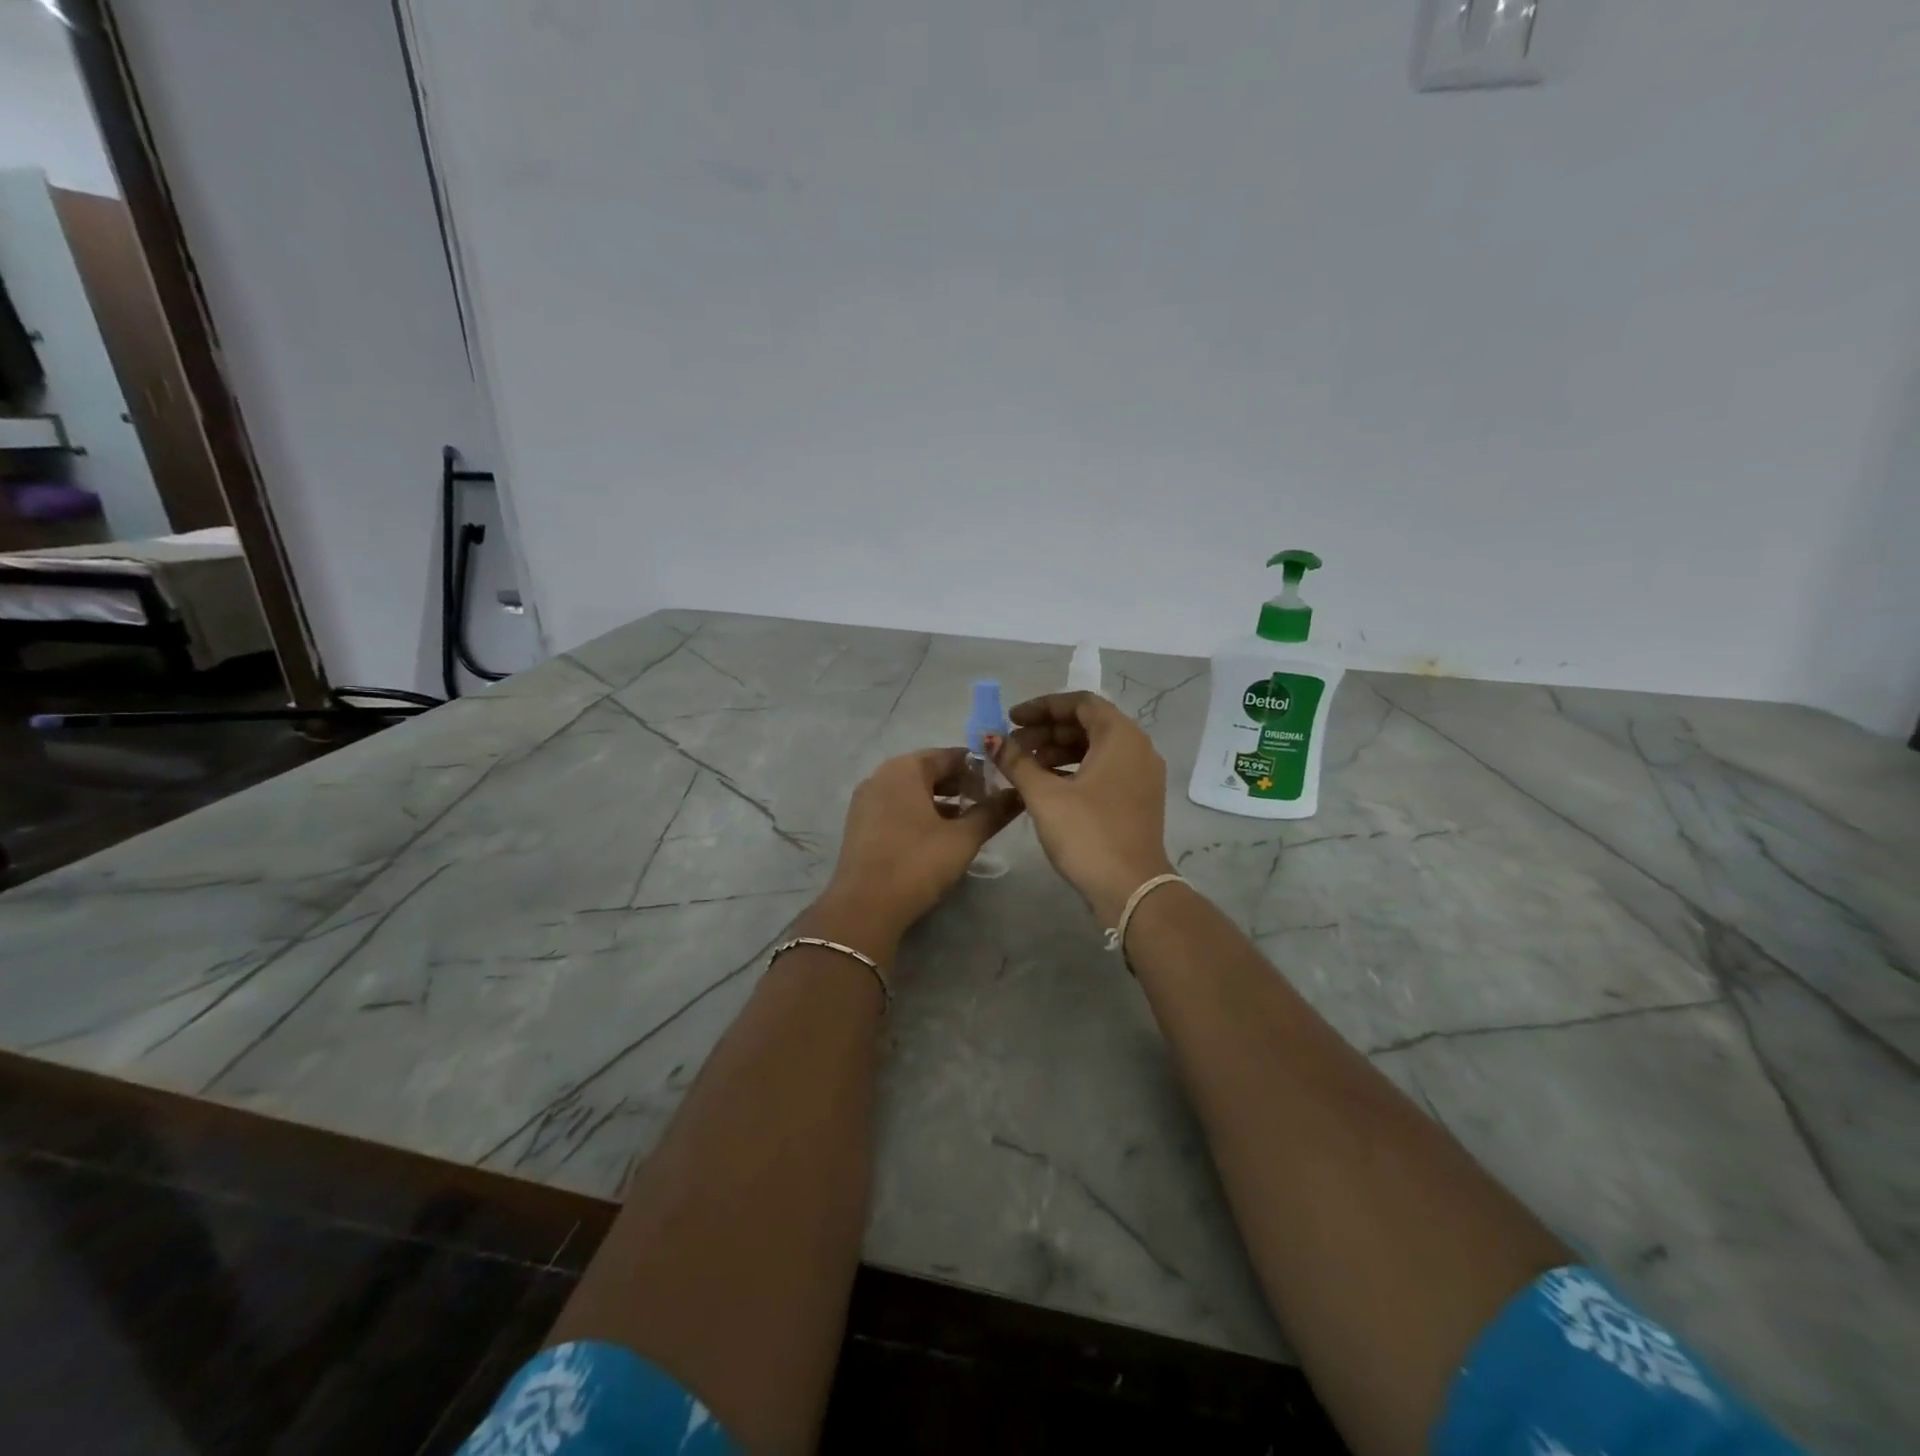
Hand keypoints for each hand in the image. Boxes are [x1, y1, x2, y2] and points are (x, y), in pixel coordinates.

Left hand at [821, 748, 1021, 951]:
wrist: (864, 908)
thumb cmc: (917, 863)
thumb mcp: (963, 838)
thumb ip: (992, 812)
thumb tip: (1019, 795)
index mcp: (904, 768)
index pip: (950, 755)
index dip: (979, 768)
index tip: (1001, 786)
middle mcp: (881, 776)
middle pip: (929, 771)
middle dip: (960, 785)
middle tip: (988, 805)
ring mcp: (866, 800)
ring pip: (912, 791)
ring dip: (941, 801)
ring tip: (968, 822)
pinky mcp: (859, 824)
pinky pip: (896, 807)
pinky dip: (919, 814)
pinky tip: (938, 837)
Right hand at [992, 692, 1175, 925]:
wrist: (1130, 889)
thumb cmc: (1087, 833)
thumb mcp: (1044, 795)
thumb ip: (1016, 762)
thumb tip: (992, 739)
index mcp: (1121, 736)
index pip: (1080, 703)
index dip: (1042, 707)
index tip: (1011, 719)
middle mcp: (1137, 748)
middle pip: (1088, 724)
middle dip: (1047, 731)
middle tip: (1013, 746)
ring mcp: (1141, 775)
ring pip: (1095, 748)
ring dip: (1058, 752)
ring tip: (1023, 766)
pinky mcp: (1137, 799)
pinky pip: (1103, 770)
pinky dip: (1074, 770)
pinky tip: (1045, 785)